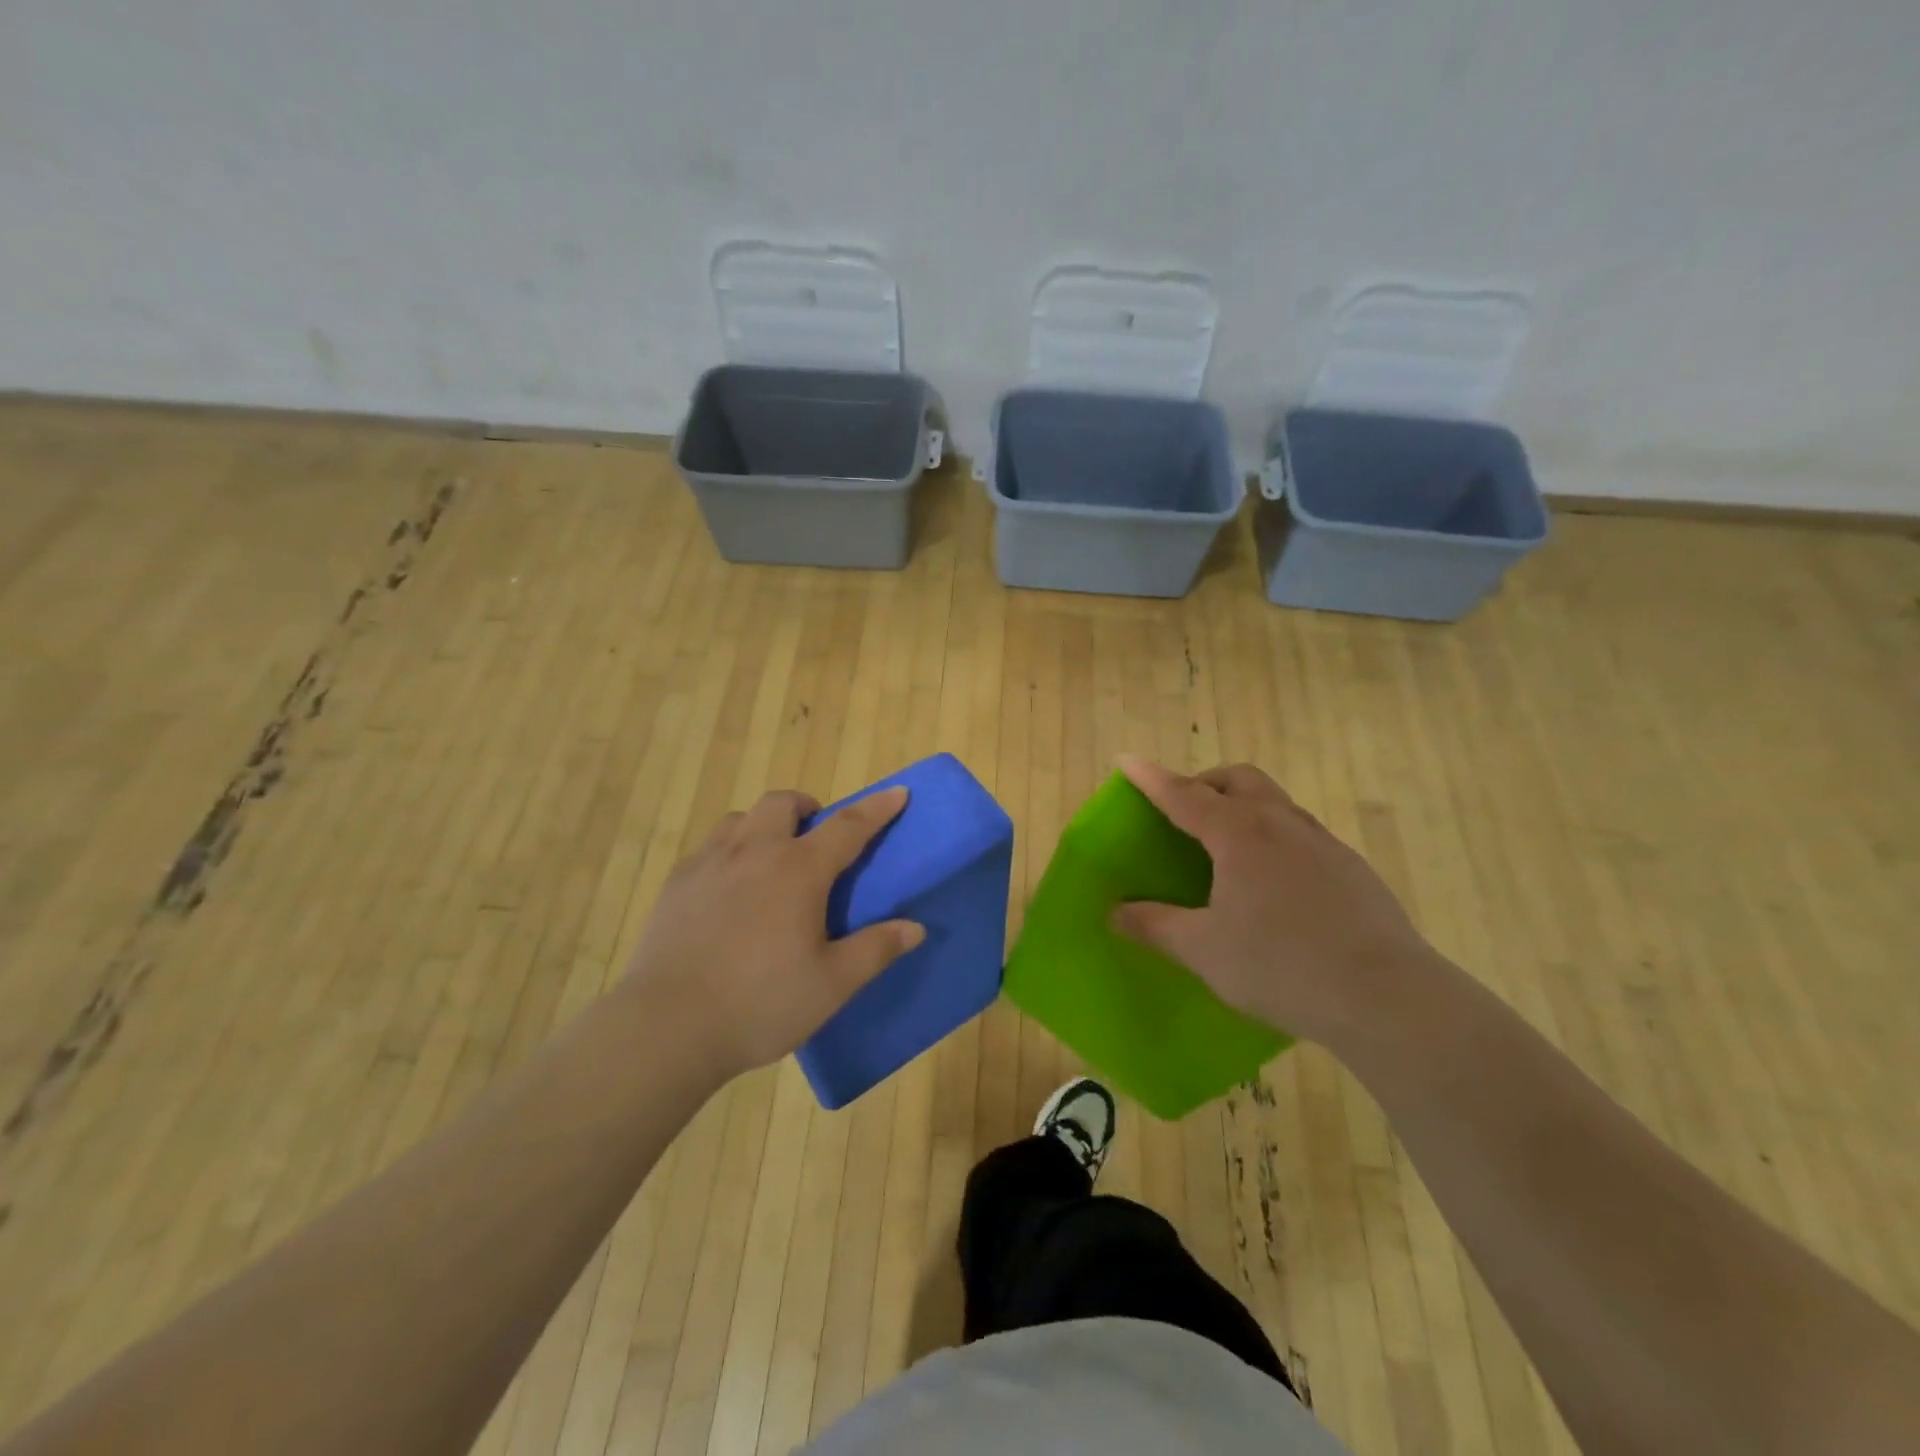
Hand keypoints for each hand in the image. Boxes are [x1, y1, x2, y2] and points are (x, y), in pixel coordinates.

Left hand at [620, 786, 924, 1079]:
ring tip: (770, 860)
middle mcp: (754, 852)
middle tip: (816, 836)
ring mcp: (709, 864)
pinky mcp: (676, 884)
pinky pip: (709, 848)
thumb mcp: (831, 984)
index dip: (877, 808)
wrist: (667, 1026)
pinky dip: (730, 852)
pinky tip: (728, 891)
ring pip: (741, 820)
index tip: (898, 792)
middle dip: (806, 808)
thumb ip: (876, 950)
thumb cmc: (760, 1003)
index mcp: (798, 870)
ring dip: (764, 826)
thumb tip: (914, 927)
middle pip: (782, 804)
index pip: (848, 826)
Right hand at [1110, 757, 1442, 1052]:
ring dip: (1241, 805)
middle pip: (1238, 779)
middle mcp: (1281, 824)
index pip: (1184, 794)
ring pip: (1274, 802)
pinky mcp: (1351, 867)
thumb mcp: (1204, 951)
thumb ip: (1155, 925)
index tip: (1126, 760)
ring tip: (1223, 845)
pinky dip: (1271, 835)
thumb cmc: (1282, 966)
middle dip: (1204, 782)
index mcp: (1239, 834)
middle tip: (1181, 808)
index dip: (1151, 779)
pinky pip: (1300, 832)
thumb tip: (1115, 911)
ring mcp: (1322, 843)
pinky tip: (1271, 882)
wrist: (1388, 998)